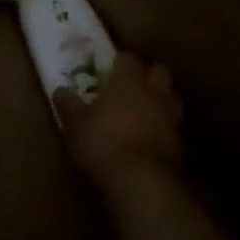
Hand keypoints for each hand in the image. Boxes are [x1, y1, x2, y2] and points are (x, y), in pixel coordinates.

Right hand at [55, 55, 185, 193]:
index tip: (108, 66)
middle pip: (158, 71)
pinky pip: (172, 123)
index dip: (118, 60)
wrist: (141, 181)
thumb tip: (61, 91)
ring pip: (170, 97)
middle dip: (146, 74)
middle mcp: (154, 92)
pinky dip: (162, 125)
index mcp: (128, 81)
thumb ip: (69, 105)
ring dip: (158, 99)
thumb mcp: (75, 125)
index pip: (128, 58)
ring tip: (140, 110)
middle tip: (128, 85)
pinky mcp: (179, 141)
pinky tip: (147, 136)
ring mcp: (171, 116)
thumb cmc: (102, 144)